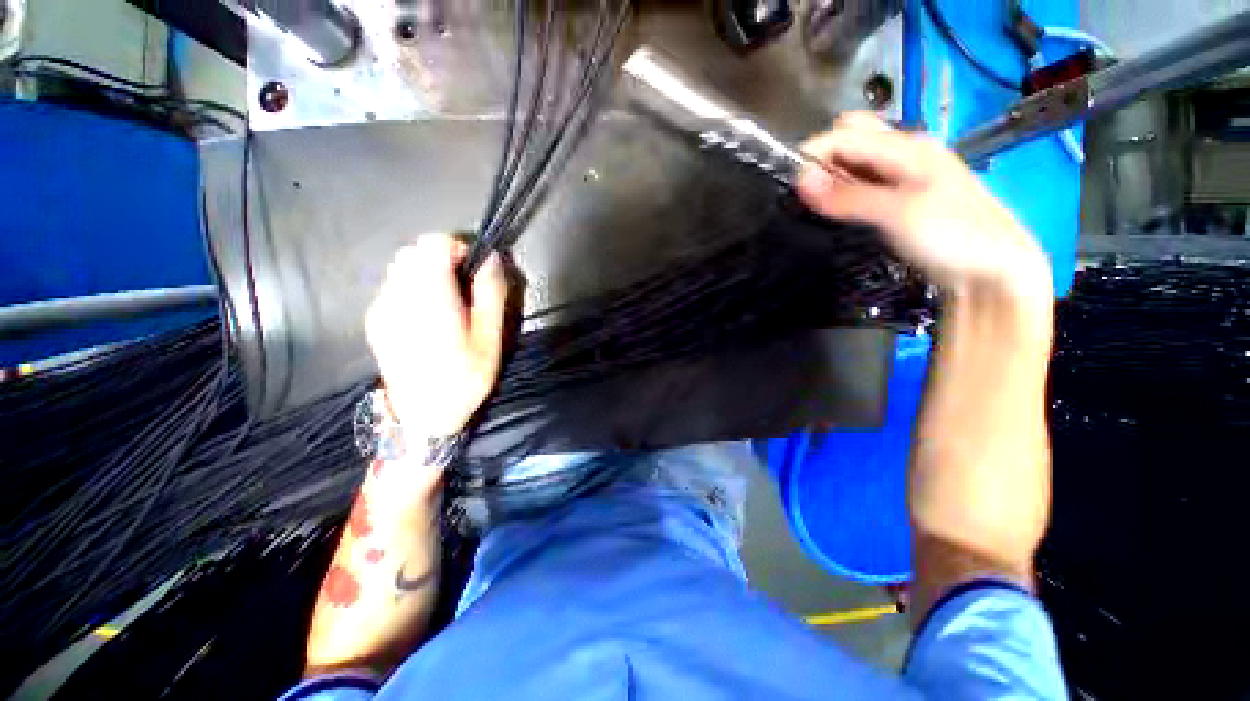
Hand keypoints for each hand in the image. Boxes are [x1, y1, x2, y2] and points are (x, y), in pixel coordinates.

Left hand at [365, 235, 507, 439]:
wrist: (423, 417)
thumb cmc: (464, 379)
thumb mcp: (491, 339)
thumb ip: (491, 294)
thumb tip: (492, 259)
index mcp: (431, 299)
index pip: (433, 244)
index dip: (457, 247)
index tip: (473, 270)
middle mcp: (398, 296)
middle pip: (414, 251)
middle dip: (441, 259)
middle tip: (463, 288)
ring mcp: (381, 308)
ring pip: (401, 266)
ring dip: (426, 272)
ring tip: (446, 302)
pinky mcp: (374, 319)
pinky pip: (392, 286)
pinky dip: (412, 288)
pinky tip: (426, 317)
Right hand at [797, 112, 1051, 301]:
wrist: (995, 269)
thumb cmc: (953, 236)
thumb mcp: (897, 214)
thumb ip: (848, 196)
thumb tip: (800, 181)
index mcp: (908, 147)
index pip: (844, 135)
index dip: (812, 155)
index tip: (787, 185)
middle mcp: (906, 152)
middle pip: (852, 139)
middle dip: (822, 160)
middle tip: (805, 194)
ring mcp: (905, 175)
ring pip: (857, 162)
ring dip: (832, 177)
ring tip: (814, 205)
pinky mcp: (902, 197)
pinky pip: (865, 183)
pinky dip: (845, 191)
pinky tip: (838, 209)